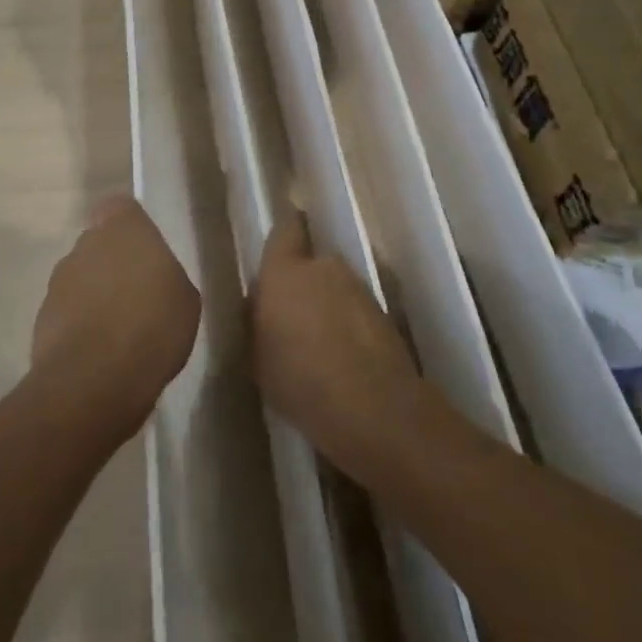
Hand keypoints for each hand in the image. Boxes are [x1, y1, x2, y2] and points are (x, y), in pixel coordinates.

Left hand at [31, 195, 200, 437]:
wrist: (94, 379)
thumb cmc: (152, 326)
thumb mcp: (185, 299)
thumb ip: (166, 275)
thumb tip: (154, 280)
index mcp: (123, 228)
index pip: (121, 207)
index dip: (132, 228)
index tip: (147, 253)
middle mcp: (86, 243)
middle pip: (99, 242)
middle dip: (113, 262)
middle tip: (138, 295)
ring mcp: (59, 279)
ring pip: (81, 277)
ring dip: (95, 294)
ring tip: (119, 331)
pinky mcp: (42, 315)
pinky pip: (68, 310)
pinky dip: (80, 324)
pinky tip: (100, 353)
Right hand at [251, 210, 424, 470]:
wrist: (376, 410)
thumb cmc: (301, 382)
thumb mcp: (258, 358)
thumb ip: (256, 321)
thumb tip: (259, 304)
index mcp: (284, 272)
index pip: (284, 231)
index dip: (284, 236)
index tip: (279, 248)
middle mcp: (323, 268)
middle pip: (311, 264)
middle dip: (304, 284)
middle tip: (293, 318)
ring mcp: (359, 289)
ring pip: (335, 288)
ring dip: (328, 306)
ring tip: (320, 345)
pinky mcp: (385, 315)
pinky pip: (356, 312)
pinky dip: (350, 327)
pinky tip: (344, 360)